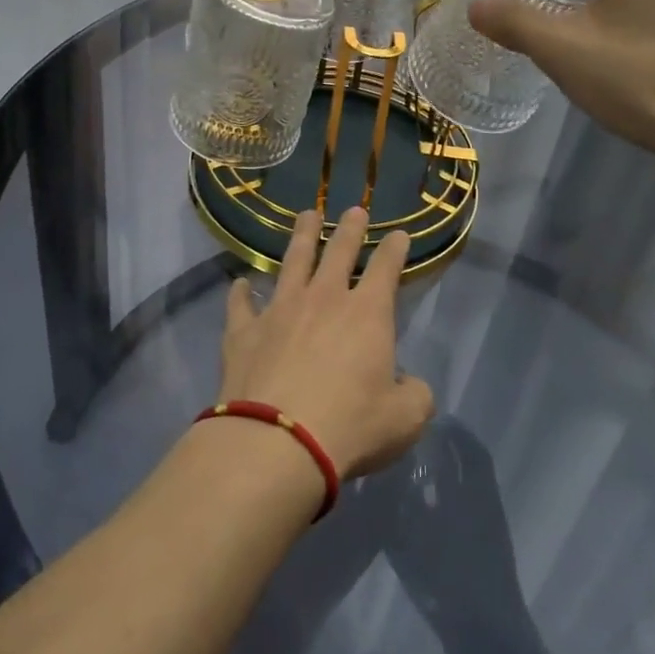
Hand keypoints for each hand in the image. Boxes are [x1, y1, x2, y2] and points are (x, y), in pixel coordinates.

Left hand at [216, 208, 435, 480]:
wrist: (276, 443)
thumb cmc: (350, 427)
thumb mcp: (404, 419)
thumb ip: (414, 395)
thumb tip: (409, 384)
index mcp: (367, 313)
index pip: (386, 267)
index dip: (395, 248)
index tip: (399, 234)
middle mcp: (323, 298)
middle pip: (338, 251)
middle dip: (350, 228)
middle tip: (354, 209)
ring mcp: (280, 309)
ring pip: (293, 261)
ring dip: (302, 237)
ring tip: (307, 216)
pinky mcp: (244, 331)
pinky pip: (242, 304)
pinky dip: (241, 292)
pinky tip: (240, 283)